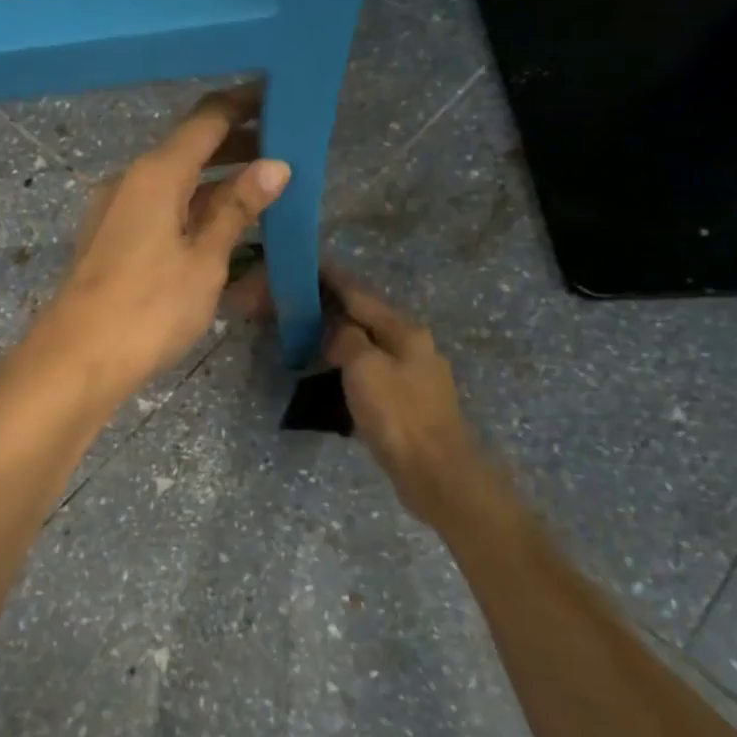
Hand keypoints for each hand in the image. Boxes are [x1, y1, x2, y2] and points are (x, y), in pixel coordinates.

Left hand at [37, 86, 289, 405]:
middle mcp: (131, 180)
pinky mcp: (109, 238)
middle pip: (189, 148)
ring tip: (262, 191)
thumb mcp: (204, 261)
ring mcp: (115, 209)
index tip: (282, 98)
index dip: (245, 105)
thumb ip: (236, 209)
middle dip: (236, 145)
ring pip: (174, 182)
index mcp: (156, 174)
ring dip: (215, 181)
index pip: (207, 120)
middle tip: (284, 151)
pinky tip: (219, 228)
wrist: (75, 360)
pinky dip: (192, 208)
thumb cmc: (148, 309)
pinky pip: (159, 208)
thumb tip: (275, 166)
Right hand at [321, 272, 477, 525]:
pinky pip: (372, 370)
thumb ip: (346, 338)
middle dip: (335, 308)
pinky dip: (350, 364)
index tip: (309, 264)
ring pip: (369, 345)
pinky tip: (334, 372)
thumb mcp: (363, 367)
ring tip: (311, 336)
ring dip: (341, 338)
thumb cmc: (398, 414)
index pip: (360, 294)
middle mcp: (413, 345)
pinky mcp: (409, 401)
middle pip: (367, 317)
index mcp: (404, 330)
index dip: (333, 278)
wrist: (436, 472)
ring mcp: (414, 374)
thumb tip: (336, 328)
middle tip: (301, 304)